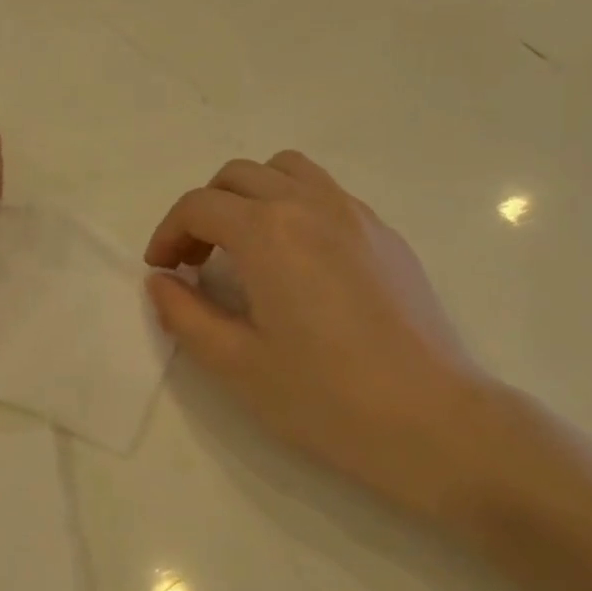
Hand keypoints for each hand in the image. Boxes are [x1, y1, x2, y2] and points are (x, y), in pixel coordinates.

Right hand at [144, 151, 498, 515]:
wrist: (432, 420)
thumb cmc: (324, 396)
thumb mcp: (236, 363)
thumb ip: (185, 314)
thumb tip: (160, 282)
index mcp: (268, 232)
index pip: (199, 206)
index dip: (168, 233)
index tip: (162, 270)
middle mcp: (310, 205)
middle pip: (239, 176)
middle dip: (205, 210)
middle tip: (196, 260)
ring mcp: (355, 215)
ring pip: (288, 171)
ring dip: (252, 196)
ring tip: (246, 246)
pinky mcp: (386, 235)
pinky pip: (327, 194)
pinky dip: (294, 207)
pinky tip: (299, 262)